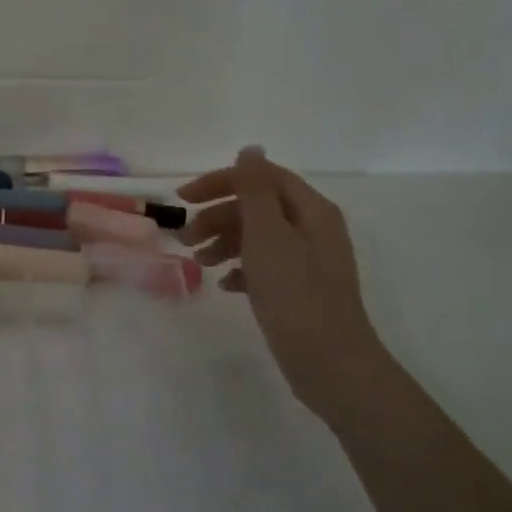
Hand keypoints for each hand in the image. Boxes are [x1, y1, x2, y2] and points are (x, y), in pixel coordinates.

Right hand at [179, 147, 387, 413]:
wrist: (330, 362)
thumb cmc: (295, 293)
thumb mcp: (268, 234)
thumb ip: (255, 190)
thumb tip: (250, 149)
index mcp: (310, 210)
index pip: (261, 177)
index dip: (220, 181)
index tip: (182, 199)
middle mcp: (313, 228)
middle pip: (257, 206)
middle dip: (217, 216)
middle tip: (185, 238)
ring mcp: (308, 260)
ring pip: (257, 236)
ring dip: (224, 242)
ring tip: (200, 263)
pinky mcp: (300, 288)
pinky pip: (264, 266)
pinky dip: (240, 268)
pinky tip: (225, 285)